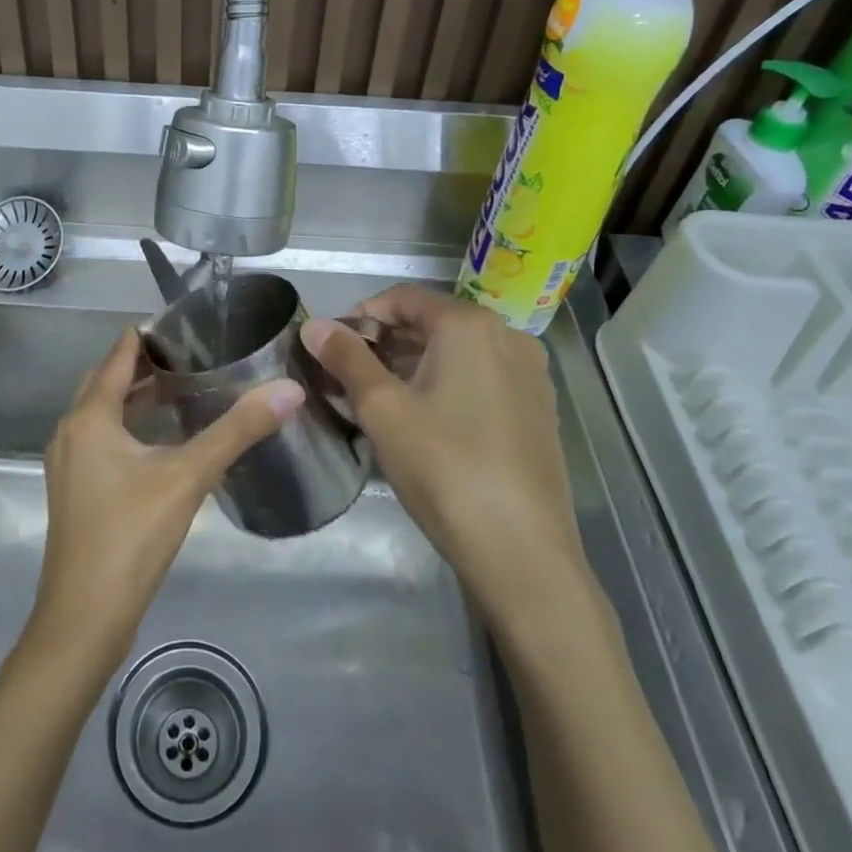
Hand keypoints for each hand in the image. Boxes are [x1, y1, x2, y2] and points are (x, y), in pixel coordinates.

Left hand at [26, 329, 302, 668]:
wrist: (83, 622)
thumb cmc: (130, 538)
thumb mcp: (188, 477)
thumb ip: (238, 431)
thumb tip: (288, 389)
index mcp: (90, 416)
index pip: (120, 353)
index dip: (153, 334)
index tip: (194, 325)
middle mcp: (72, 430)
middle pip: (109, 379)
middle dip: (148, 362)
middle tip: (198, 352)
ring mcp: (69, 462)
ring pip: (106, 411)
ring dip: (139, 395)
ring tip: (187, 386)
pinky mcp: (77, 489)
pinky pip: (104, 438)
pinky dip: (132, 425)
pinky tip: (165, 439)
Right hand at [302, 286, 586, 613]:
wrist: (523, 553)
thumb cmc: (445, 468)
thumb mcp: (382, 410)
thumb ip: (346, 359)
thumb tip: (313, 324)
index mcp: (470, 325)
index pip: (402, 298)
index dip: (360, 316)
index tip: (332, 348)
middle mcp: (507, 336)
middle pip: (432, 322)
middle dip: (385, 343)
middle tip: (348, 377)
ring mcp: (530, 374)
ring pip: (457, 352)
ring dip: (414, 365)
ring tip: (379, 401)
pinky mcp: (538, 409)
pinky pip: (482, 377)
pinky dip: (447, 384)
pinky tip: (426, 422)